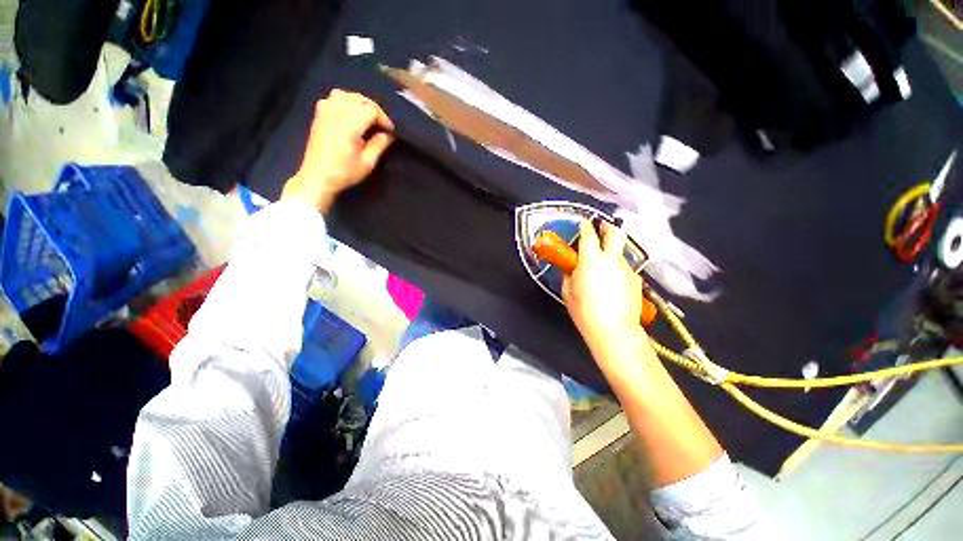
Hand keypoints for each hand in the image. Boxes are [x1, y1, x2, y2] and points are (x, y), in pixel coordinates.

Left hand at [282, 90, 394, 211]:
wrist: (318, 177)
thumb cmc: (345, 173)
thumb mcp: (368, 163)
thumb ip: (379, 145)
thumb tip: (389, 134)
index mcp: (349, 126)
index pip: (371, 110)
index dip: (383, 118)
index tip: (390, 131)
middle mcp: (336, 114)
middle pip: (359, 99)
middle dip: (374, 109)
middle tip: (381, 124)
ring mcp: (325, 113)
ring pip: (344, 95)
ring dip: (358, 102)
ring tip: (366, 117)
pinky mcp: (319, 116)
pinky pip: (331, 98)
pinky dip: (343, 101)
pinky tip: (348, 114)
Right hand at [562, 221, 645, 354]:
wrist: (613, 329)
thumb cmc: (584, 309)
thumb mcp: (567, 291)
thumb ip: (568, 275)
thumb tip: (570, 268)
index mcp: (591, 259)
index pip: (588, 235)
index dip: (585, 226)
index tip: (584, 223)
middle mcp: (611, 259)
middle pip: (614, 234)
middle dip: (607, 227)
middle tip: (603, 228)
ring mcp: (626, 269)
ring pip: (620, 254)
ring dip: (612, 255)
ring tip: (604, 269)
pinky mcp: (636, 280)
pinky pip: (625, 270)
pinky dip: (618, 272)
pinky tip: (613, 286)